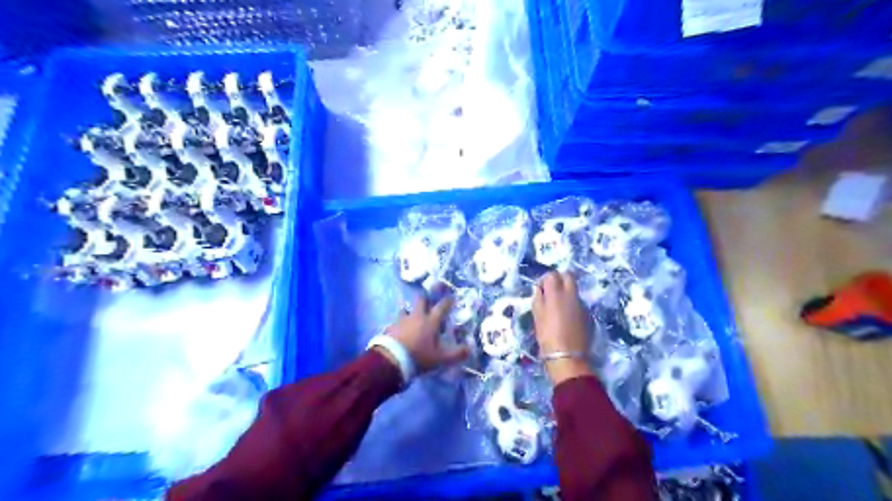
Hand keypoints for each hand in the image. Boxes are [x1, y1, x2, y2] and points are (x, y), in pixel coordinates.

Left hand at [383, 296, 468, 373]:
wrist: (391, 360)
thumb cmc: (418, 357)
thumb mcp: (440, 359)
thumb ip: (455, 354)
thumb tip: (469, 349)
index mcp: (430, 321)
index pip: (441, 307)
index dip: (447, 302)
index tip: (451, 297)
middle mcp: (417, 316)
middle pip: (421, 300)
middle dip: (426, 298)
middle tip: (428, 299)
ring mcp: (401, 320)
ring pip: (406, 309)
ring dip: (410, 310)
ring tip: (411, 314)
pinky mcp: (390, 327)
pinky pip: (396, 321)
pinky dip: (399, 323)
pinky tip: (399, 328)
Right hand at [532, 272, 593, 384]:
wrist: (567, 357)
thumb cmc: (547, 336)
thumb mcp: (537, 316)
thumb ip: (538, 299)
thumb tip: (539, 289)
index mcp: (556, 293)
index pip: (552, 275)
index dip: (545, 280)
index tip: (540, 290)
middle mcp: (571, 294)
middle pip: (568, 275)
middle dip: (559, 279)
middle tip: (551, 292)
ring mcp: (581, 304)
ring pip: (574, 290)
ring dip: (566, 292)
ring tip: (558, 307)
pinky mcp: (588, 314)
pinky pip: (578, 303)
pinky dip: (572, 305)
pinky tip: (566, 318)